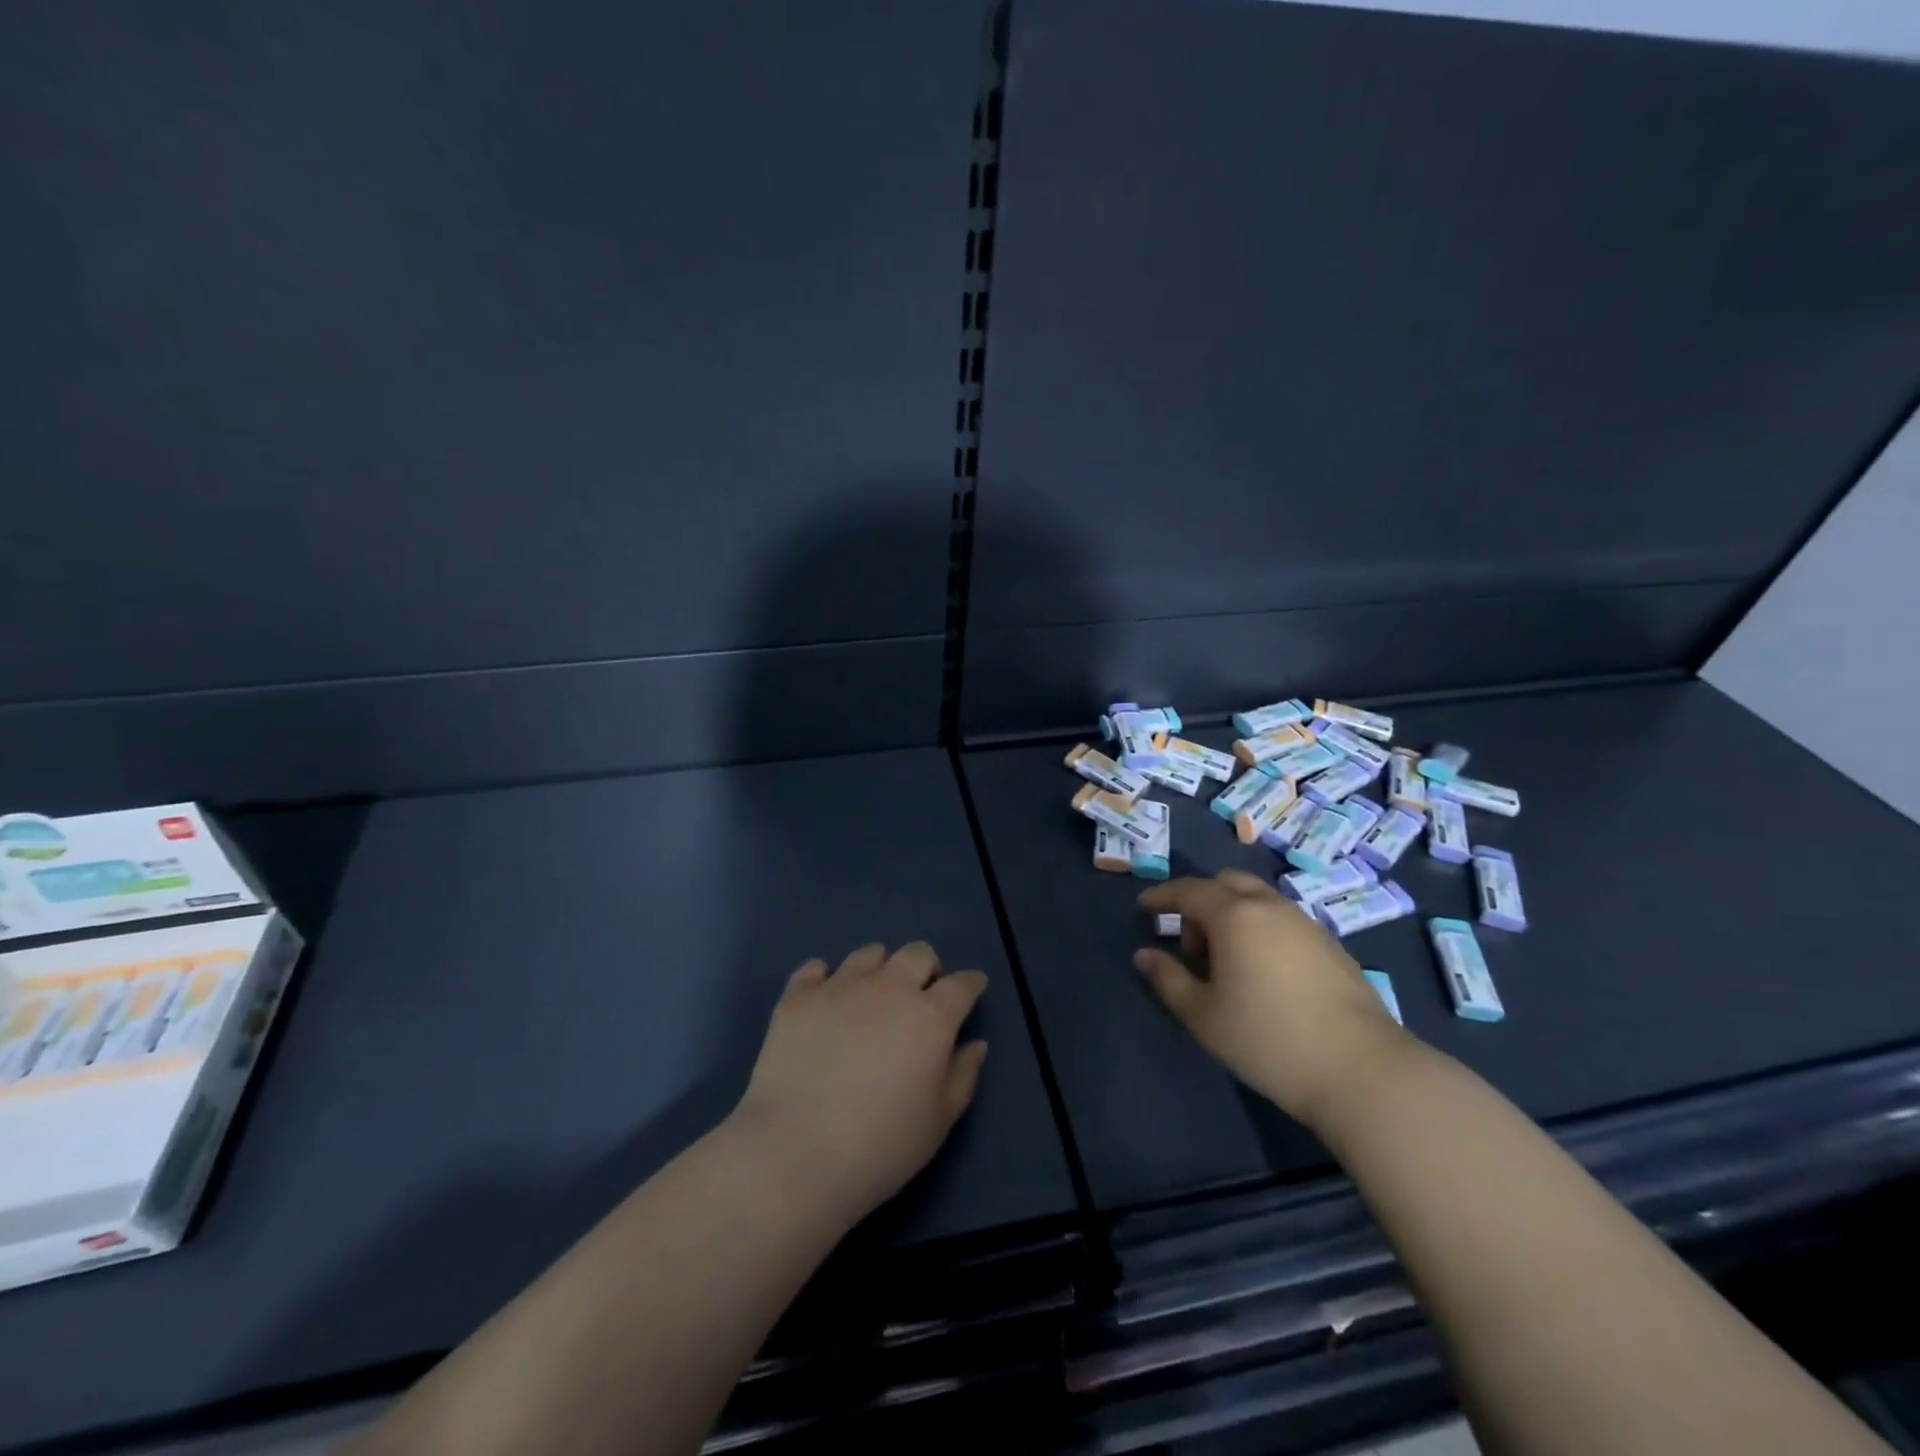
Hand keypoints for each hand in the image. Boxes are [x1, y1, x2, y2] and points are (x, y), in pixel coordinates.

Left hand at [733, 942, 988, 1220]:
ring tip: (871, 997)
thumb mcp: (938, 1123)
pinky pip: (816, 967)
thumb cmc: (880, 1147)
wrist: (795, 1153)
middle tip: (919, 997)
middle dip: (927, 969)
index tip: (971, 990)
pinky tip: (825, 1001)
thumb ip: (963, 1076)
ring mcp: (840, 986)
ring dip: (879, 969)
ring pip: (870, 953)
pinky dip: (825, 978)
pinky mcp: (798, 996)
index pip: (962, 984)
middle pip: (917, 954)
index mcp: (930, 1017)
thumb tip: (975, 1043)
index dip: (970, 984)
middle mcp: (889, 988)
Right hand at [1135, 870, 1408, 1128]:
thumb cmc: (1268, 1040)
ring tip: (1226, 962)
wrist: (1362, 1070)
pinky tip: (1262, 971)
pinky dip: (1260, 927)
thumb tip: (1144, 955)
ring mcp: (1305, 923)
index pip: (1188, 891)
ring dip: (1232, 914)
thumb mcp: (1203, 1016)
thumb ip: (1168, 979)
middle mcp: (1270, 907)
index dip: (1161, 895)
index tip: (1143, 907)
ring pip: (1258, 898)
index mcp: (1235, 915)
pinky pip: (1281, 919)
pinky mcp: (1331, 944)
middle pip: (1226, 882)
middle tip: (1189, 943)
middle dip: (1200, 901)